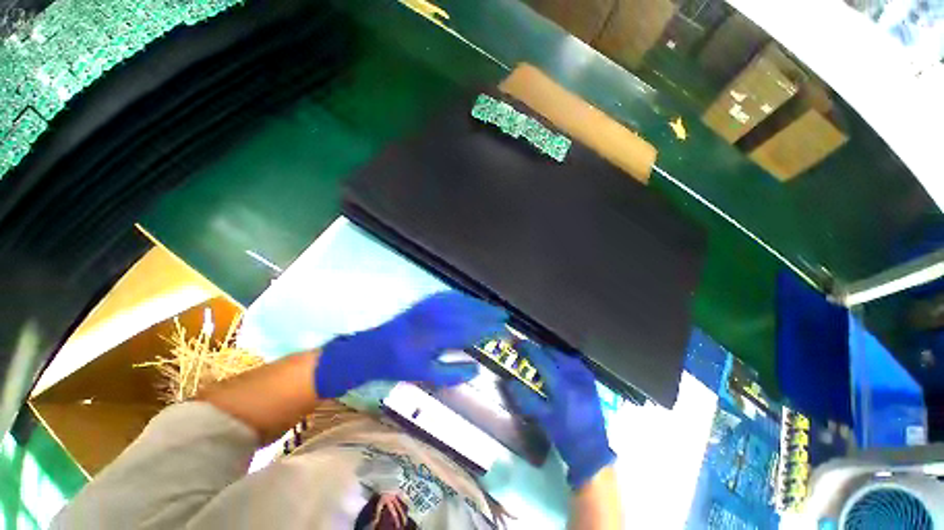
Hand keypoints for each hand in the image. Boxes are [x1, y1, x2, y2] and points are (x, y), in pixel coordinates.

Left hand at [315, 291, 507, 397]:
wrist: (375, 348)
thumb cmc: (401, 365)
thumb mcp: (426, 375)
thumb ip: (453, 373)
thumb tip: (478, 369)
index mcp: (436, 338)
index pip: (469, 331)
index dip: (488, 330)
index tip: (503, 330)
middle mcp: (435, 318)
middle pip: (468, 313)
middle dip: (488, 313)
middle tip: (504, 315)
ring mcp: (429, 307)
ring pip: (460, 302)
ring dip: (478, 304)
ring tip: (493, 307)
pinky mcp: (425, 301)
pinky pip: (448, 296)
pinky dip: (463, 297)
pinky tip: (471, 299)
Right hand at [505, 343, 614, 488]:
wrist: (592, 452)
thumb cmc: (564, 436)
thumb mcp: (542, 418)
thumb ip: (525, 397)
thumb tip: (509, 382)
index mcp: (562, 385)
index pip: (542, 359)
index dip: (529, 349)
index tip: (518, 343)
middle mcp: (575, 377)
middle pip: (555, 354)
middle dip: (540, 350)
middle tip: (528, 352)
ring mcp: (586, 379)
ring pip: (566, 356)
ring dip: (552, 354)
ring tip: (542, 357)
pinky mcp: (592, 383)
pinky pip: (576, 363)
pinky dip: (565, 360)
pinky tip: (560, 366)